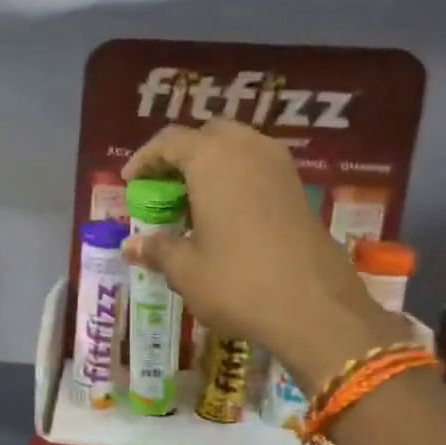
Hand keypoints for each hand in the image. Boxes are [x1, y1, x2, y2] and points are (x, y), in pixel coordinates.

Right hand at [122, 120, 402, 388]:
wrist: (316, 309)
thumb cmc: (238, 283)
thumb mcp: (186, 270)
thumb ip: (156, 249)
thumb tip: (131, 246)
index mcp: (213, 160)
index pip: (170, 141)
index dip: (145, 159)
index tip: (129, 182)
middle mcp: (248, 150)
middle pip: (207, 135)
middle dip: (181, 155)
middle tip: (163, 187)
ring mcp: (280, 167)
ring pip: (237, 147)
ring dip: (211, 165)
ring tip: (192, 201)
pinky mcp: (299, 190)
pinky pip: (258, 167)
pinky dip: (235, 178)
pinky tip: (224, 214)